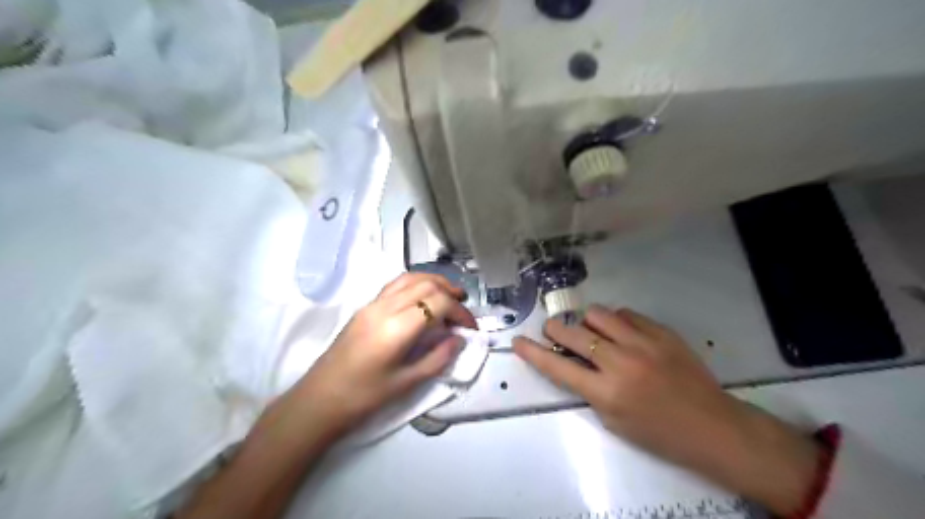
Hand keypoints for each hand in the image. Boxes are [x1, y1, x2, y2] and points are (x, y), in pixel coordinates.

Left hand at [294, 273, 477, 435]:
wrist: (319, 399)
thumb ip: (437, 358)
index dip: (460, 311)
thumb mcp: (407, 383)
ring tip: (449, 296)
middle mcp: (384, 307)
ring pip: (410, 278)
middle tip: (464, 308)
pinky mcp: (365, 307)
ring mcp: (372, 304)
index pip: (438, 302)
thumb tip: (458, 339)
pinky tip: (423, 299)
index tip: (470, 328)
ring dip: (433, 282)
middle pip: (425, 284)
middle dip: (450, 292)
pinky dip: (416, 284)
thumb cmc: (363, 397)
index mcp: (396, 327)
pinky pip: (396, 285)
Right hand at [512, 305, 822, 515]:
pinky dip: (615, 321)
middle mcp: (621, 363)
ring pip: (597, 314)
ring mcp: (643, 343)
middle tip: (553, 331)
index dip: (533, 353)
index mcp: (607, 393)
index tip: (517, 341)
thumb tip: (573, 360)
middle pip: (573, 333)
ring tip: (591, 332)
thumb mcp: (613, 420)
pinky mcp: (661, 332)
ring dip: (586, 322)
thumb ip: (588, 388)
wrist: (712, 426)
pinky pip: (626, 314)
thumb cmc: (659, 433)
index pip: (557, 368)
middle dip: (554, 329)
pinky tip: (620, 331)